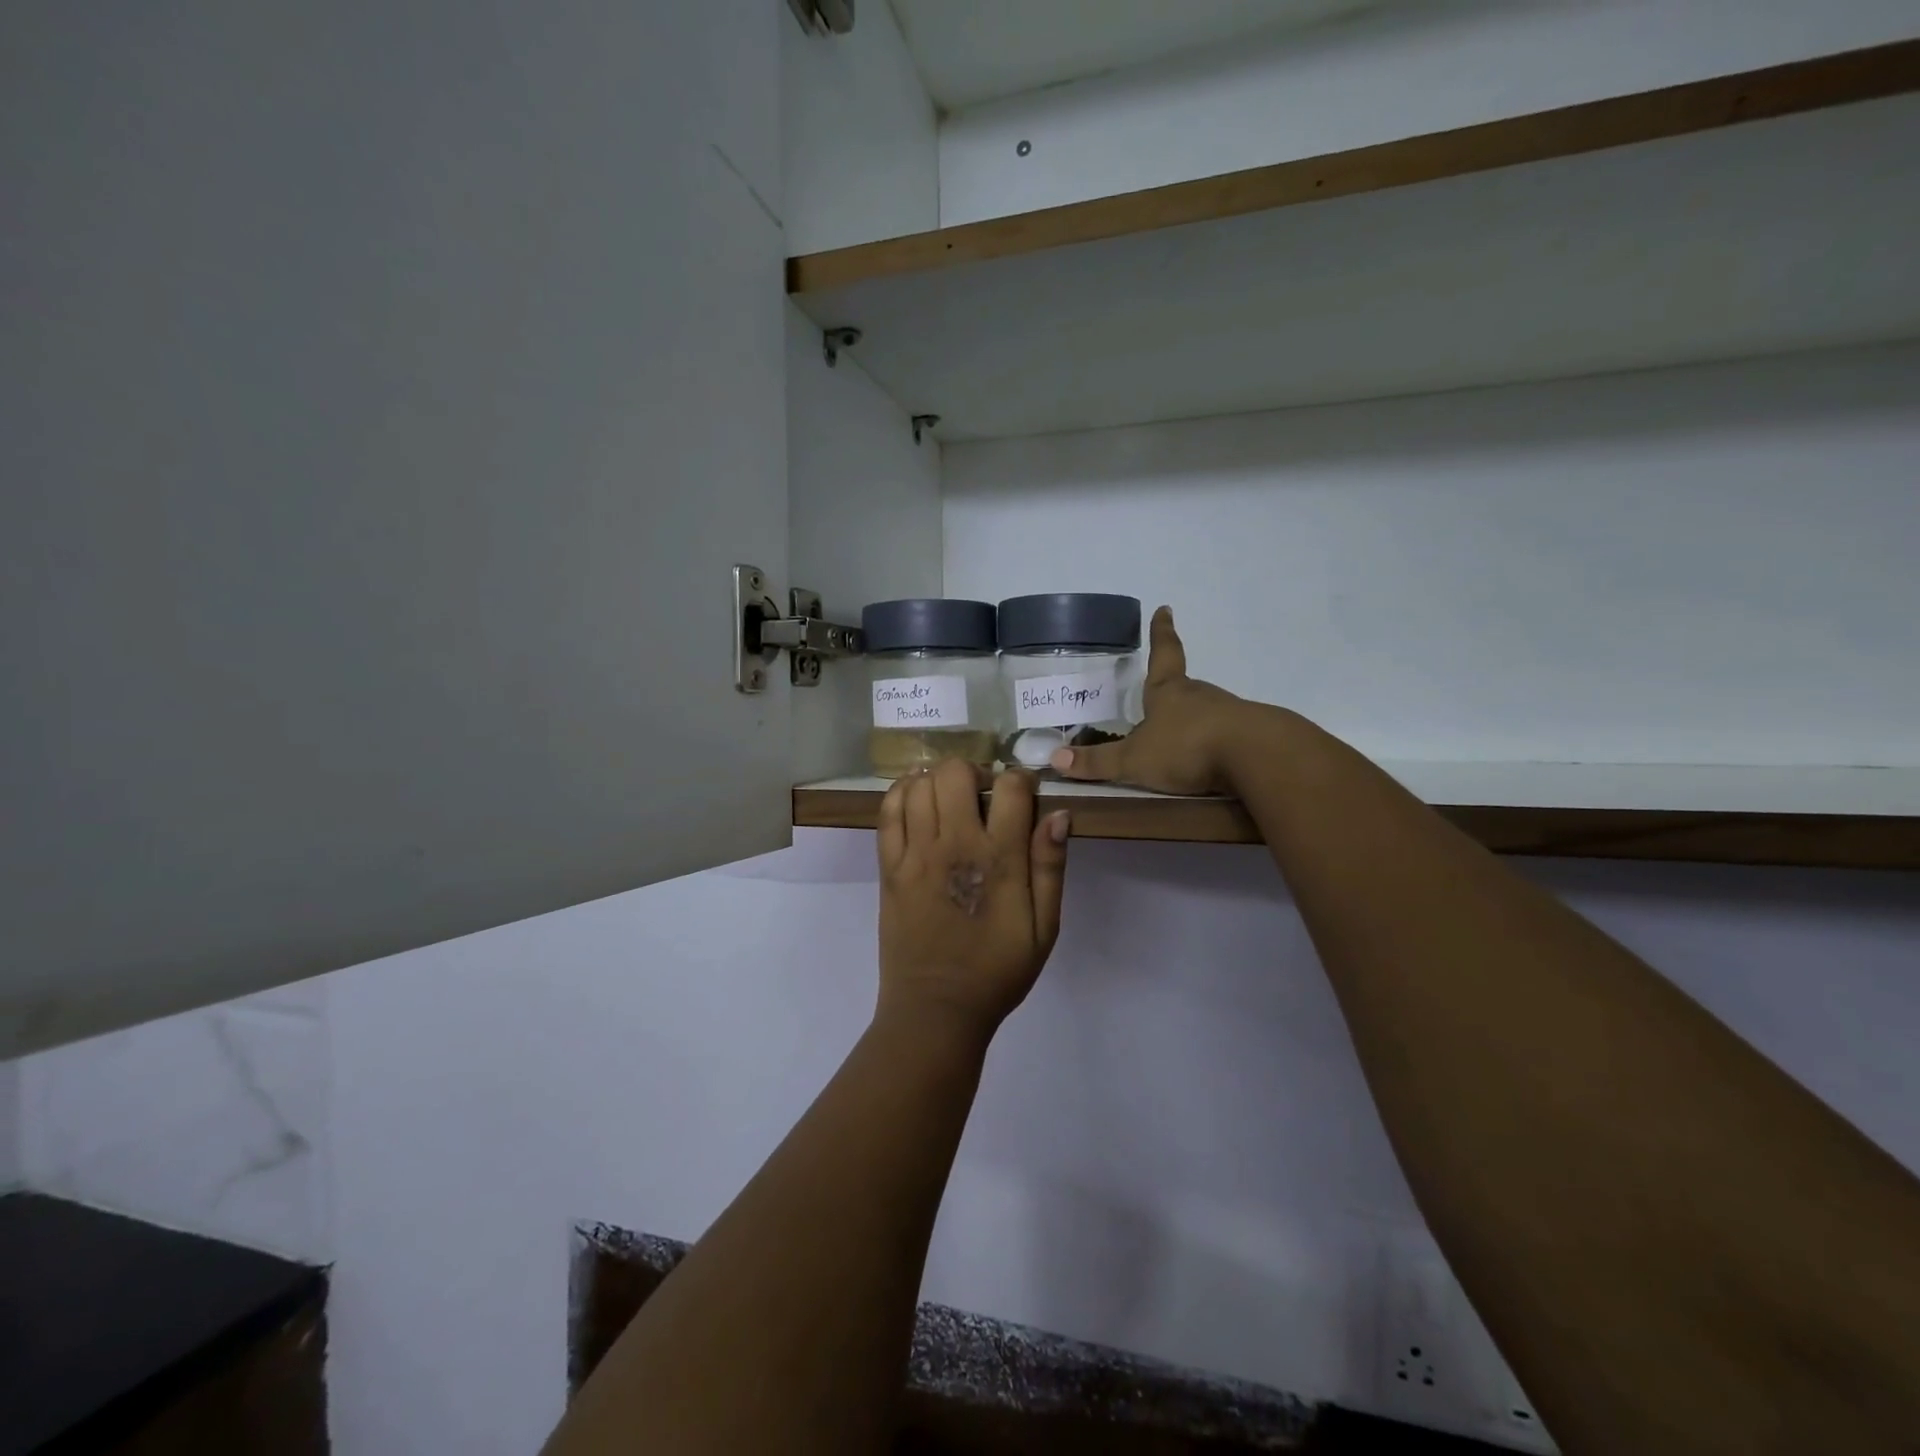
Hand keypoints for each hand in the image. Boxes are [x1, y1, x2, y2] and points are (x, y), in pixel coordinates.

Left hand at [876, 760, 1069, 1044]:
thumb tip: (1058, 814)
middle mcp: (954, 845)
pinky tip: (915, 799)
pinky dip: (901, 794)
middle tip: (983, 795)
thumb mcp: (1044, 928)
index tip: (1024, 796)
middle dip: (975, 772)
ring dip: (938, 782)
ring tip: (950, 800)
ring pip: (919, 786)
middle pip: (956, 773)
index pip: (1011, 788)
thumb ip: (1050, 867)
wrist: (936, 1009)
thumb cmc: (997, 971)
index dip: (1022, 780)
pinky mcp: (889, 868)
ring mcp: (915, 855)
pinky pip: (887, 813)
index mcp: (999, 859)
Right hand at [1049, 606, 1253, 795]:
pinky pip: (1224, 737)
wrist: (1255, 756)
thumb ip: (1097, 762)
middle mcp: (1199, 696)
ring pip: (1204, 712)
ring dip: (1192, 721)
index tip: (1165, 608)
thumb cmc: (1186, 747)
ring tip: (1179, 741)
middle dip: (1171, 690)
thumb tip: (1055, 758)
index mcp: (1169, 691)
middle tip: (1158, 697)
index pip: (1164, 653)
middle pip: (1183, 687)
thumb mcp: (1133, 760)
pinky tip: (1208, 762)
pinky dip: (1213, 744)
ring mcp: (1228, 714)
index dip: (1161, 633)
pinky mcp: (1249, 737)